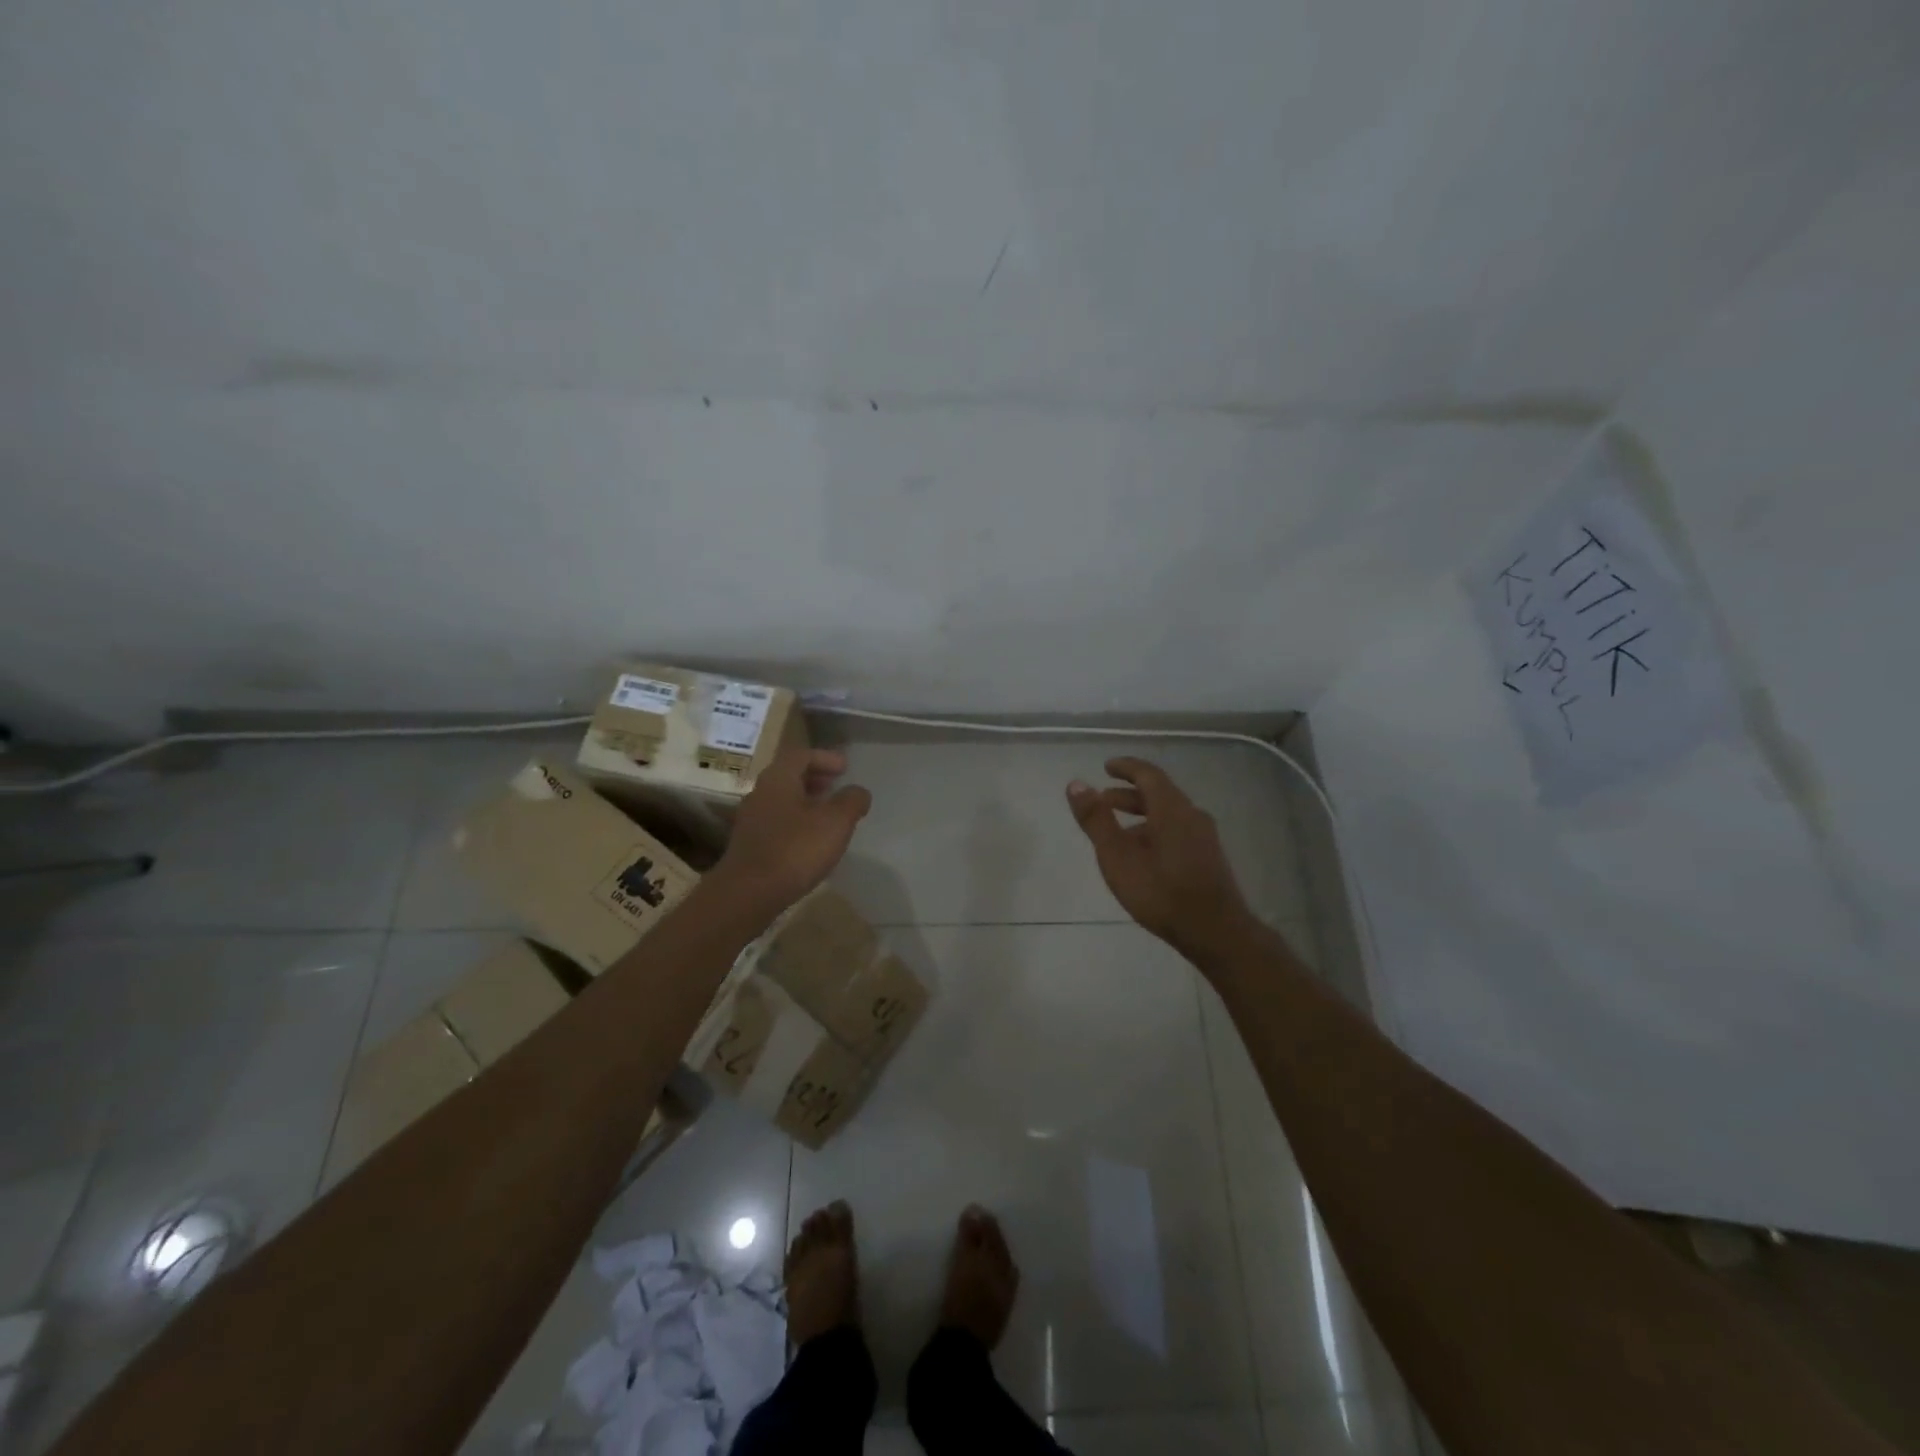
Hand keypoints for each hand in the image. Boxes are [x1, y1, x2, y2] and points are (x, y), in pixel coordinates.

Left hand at [715, 743, 871, 914]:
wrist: (748, 893)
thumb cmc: (795, 849)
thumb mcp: (835, 822)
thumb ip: (851, 801)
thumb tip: (858, 792)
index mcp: (779, 779)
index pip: (801, 755)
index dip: (825, 758)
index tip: (845, 767)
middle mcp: (760, 793)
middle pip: (788, 775)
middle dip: (815, 777)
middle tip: (836, 785)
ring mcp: (751, 820)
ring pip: (782, 800)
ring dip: (806, 800)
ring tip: (828, 813)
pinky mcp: (750, 845)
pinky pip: (776, 822)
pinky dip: (796, 821)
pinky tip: (810, 840)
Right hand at [1067, 757, 1256, 963]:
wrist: (1216, 932)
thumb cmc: (1161, 892)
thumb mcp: (1117, 856)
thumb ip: (1096, 820)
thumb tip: (1076, 784)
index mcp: (1172, 809)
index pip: (1148, 774)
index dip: (1126, 767)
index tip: (1107, 767)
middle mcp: (1192, 815)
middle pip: (1160, 793)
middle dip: (1129, 793)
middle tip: (1103, 800)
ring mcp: (1204, 837)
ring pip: (1169, 814)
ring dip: (1141, 814)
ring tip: (1118, 830)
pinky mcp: (1209, 857)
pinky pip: (1178, 830)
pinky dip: (1155, 829)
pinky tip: (1143, 855)